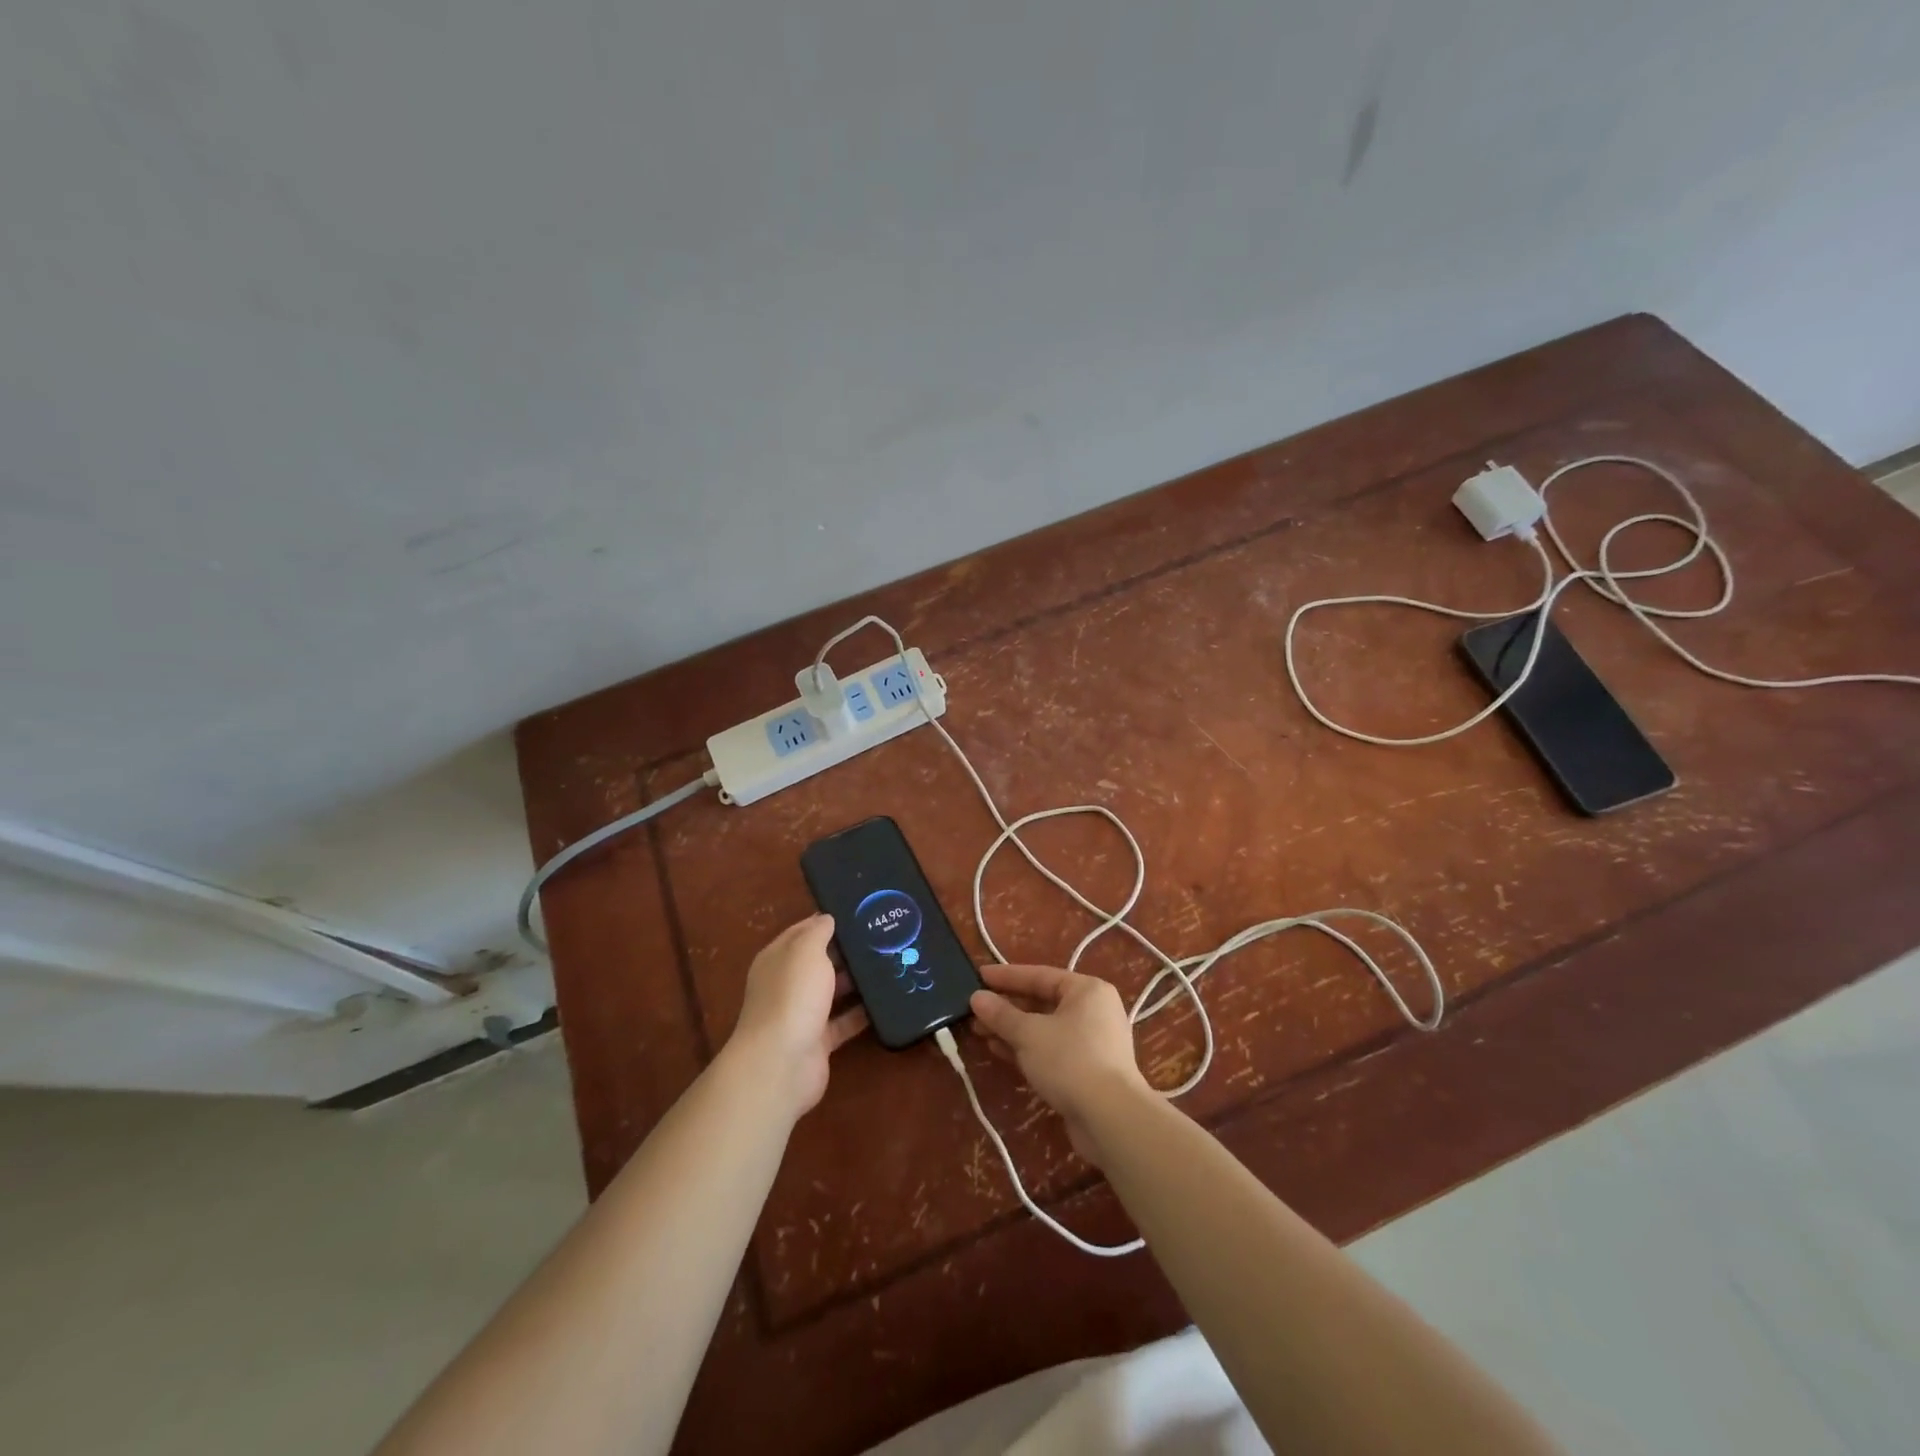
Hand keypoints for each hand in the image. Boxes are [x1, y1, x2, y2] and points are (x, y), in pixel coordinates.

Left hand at [727, 914, 868, 1115]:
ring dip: (856, 981)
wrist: (782, 1062)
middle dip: (846, 950)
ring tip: (890, 963)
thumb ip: (818, 932)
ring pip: (833, 991)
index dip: (826, 921)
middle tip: (882, 936)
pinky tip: (886, 1000)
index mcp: (778, 959)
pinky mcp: (819, 1041)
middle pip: (819, 961)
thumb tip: (827, 919)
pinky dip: (862, 1013)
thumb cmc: (792, 995)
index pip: (802, 932)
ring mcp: (802, 1014)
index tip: (859, 912)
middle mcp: (787, 984)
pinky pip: (844, 1021)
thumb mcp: (805, 951)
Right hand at [969, 964, 1151, 1164]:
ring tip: (980, 1032)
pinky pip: (1052, 1049)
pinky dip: (1027, 1049)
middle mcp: (1094, 1010)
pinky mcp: (1088, 1069)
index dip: (1006, 976)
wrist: (1111, 1119)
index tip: (979, 975)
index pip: (1039, 975)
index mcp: (1086, 990)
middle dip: (1007, 1007)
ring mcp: (1093, 1042)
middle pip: (1042, 1001)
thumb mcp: (1029, 1034)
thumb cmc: (1070, 1061)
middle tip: (975, 1010)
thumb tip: (977, 998)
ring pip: (1045, 1028)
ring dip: (1013, 1030)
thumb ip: (1001, 1014)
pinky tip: (1000, 1052)